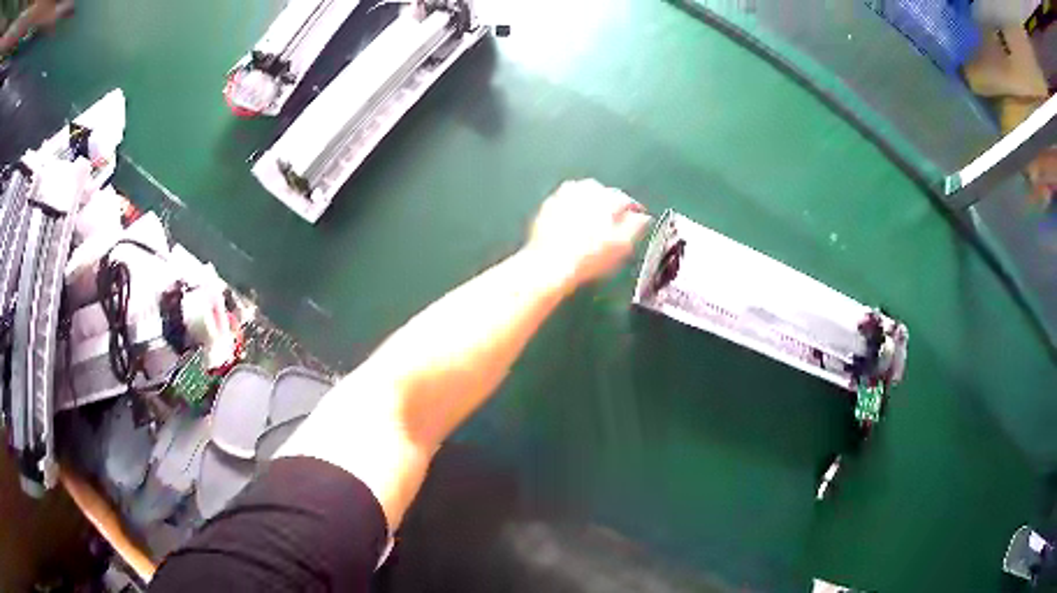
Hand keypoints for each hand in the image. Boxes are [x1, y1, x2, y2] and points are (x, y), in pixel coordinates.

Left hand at [527, 179, 651, 287]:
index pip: (626, 200)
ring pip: (584, 193)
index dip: (634, 211)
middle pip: (605, 193)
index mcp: (607, 198)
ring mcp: (564, 195)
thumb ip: (636, 227)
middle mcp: (585, 190)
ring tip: (596, 219)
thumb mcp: (622, 246)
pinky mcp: (548, 205)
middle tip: (615, 221)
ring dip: (592, 202)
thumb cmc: (589, 257)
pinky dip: (573, 207)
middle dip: (611, 204)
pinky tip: (575, 221)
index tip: (638, 219)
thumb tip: (643, 218)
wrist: (550, 264)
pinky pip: (566, 200)